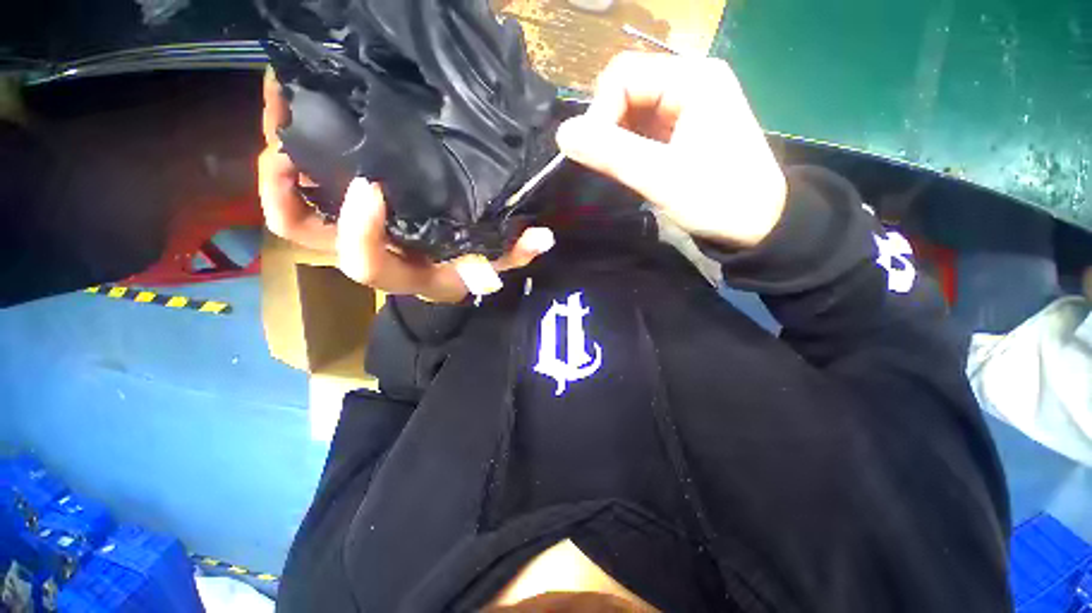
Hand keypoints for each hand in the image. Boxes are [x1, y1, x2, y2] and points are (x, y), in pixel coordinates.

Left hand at [258, 67, 552, 301]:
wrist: (446, 274)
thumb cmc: (468, 269)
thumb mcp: (494, 261)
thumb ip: (515, 252)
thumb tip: (544, 237)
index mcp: (405, 272)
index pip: (368, 266)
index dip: (361, 233)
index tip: (373, 185)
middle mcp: (369, 255)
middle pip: (308, 237)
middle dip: (284, 190)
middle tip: (288, 131)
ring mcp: (352, 234)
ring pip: (295, 212)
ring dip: (276, 165)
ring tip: (282, 103)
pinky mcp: (348, 215)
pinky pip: (304, 194)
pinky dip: (290, 163)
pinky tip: (301, 117)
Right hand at [556, 52, 786, 248]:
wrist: (758, 225)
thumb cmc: (717, 198)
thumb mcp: (661, 177)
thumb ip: (611, 153)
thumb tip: (562, 134)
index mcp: (692, 79)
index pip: (622, 75)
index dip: (599, 112)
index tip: (595, 154)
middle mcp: (689, 81)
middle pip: (625, 89)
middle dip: (607, 127)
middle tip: (607, 165)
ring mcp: (686, 106)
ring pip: (630, 111)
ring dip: (615, 139)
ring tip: (619, 171)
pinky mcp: (682, 129)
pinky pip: (641, 128)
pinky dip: (627, 148)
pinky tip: (631, 169)